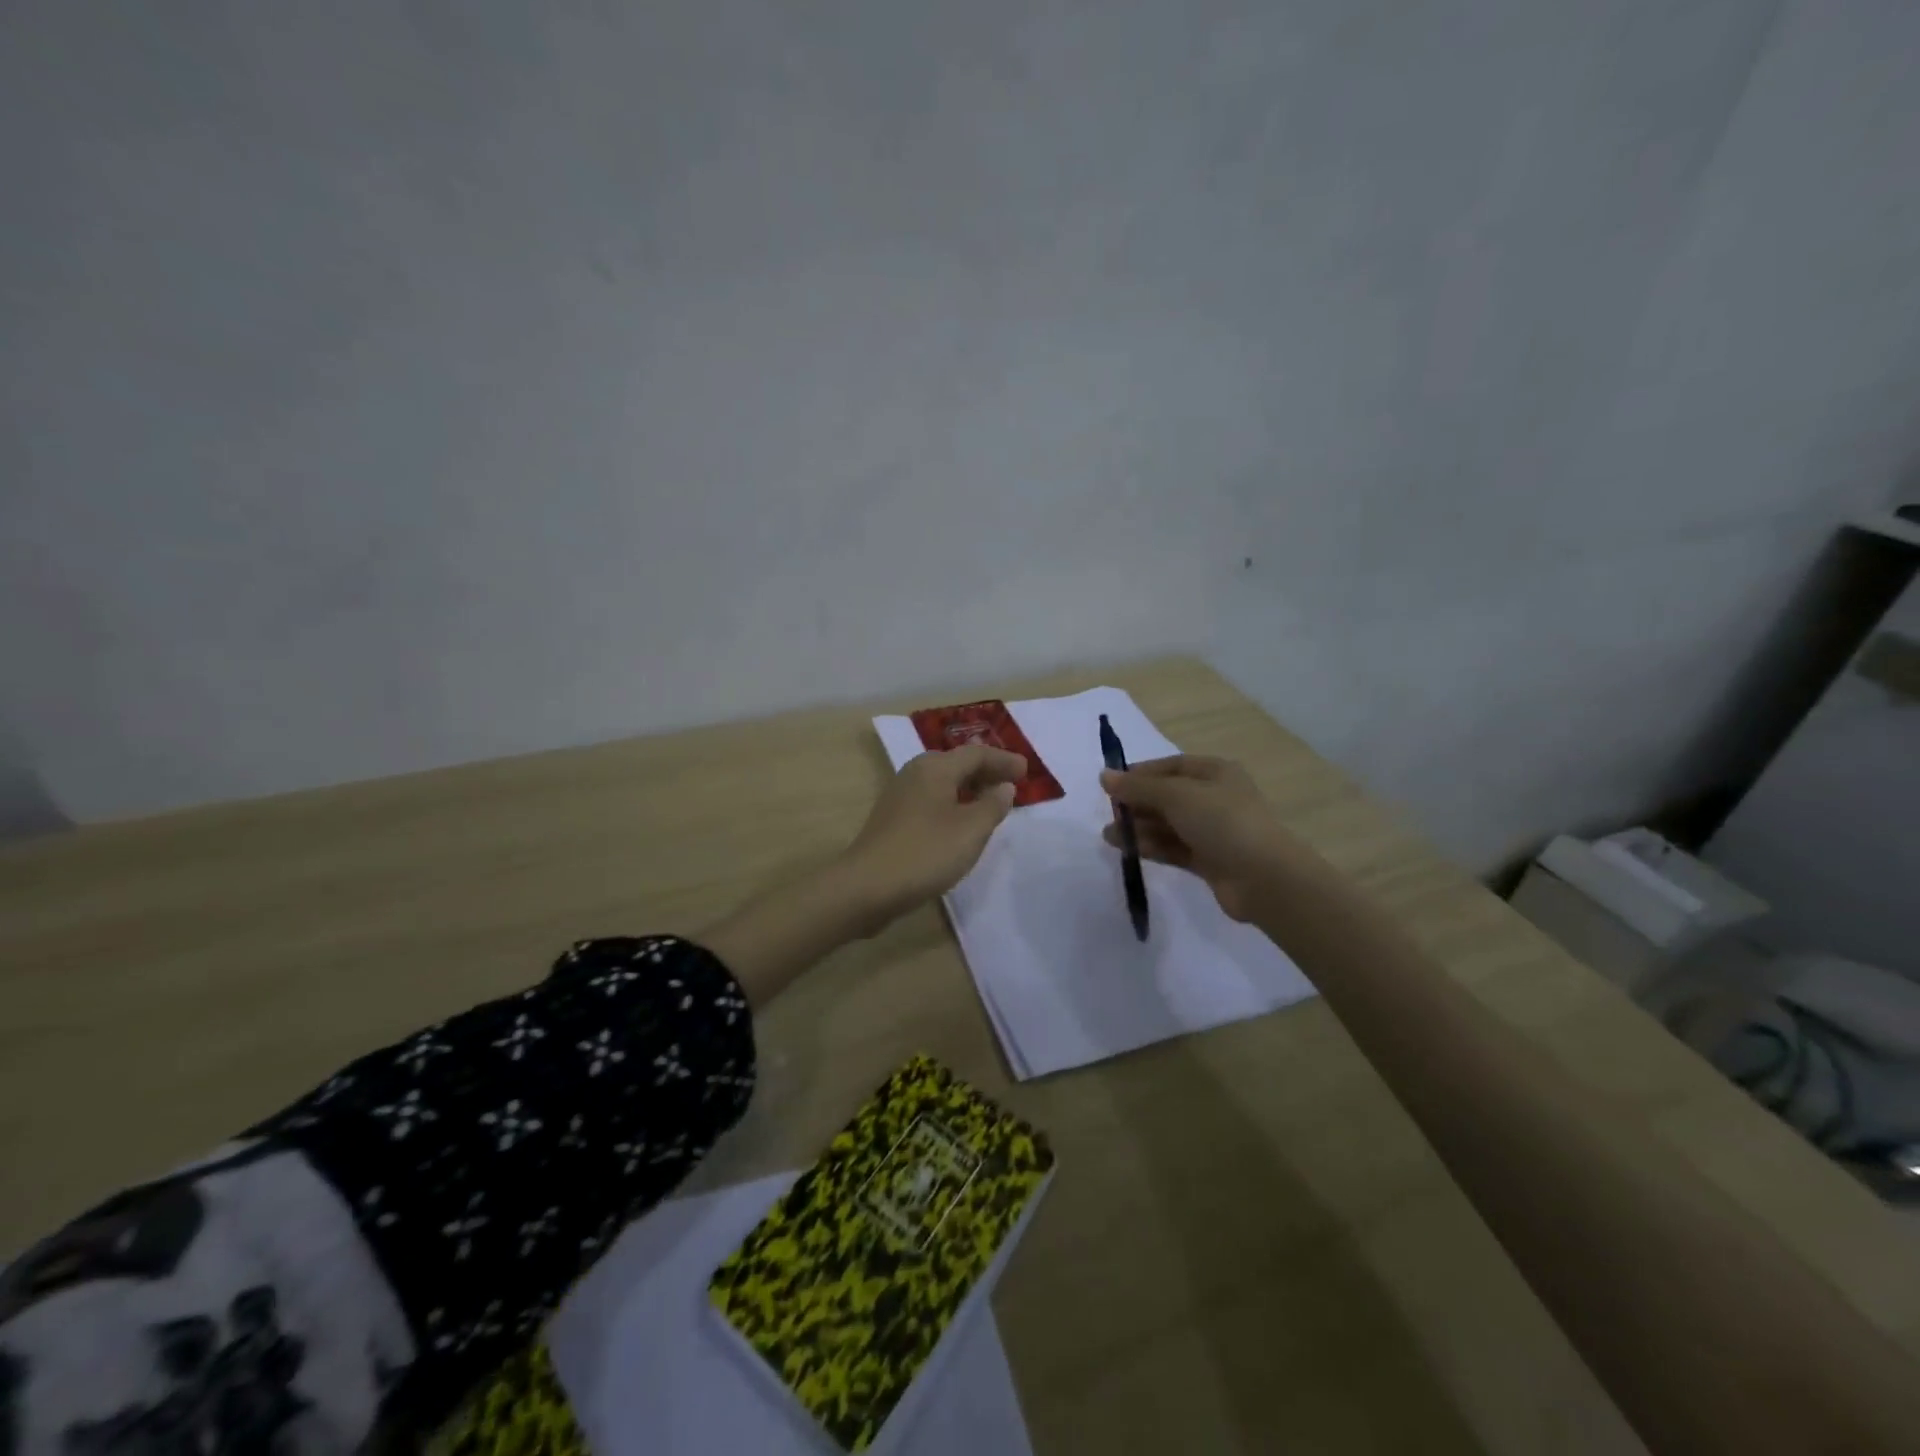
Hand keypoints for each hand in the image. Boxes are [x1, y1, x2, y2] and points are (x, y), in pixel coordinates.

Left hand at [842, 744, 1026, 922]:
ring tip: (991, 804)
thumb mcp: (970, 830)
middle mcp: (915, 773)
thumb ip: (992, 805)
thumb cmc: (925, 853)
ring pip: (942, 782)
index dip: (1004, 760)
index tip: (1027, 772)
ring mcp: (900, 796)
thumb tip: (1003, 787)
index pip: (976, 754)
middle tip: (1011, 785)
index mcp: (935, 768)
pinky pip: (931, 800)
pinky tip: (960, 825)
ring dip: (969, 789)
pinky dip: (953, 804)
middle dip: (986, 771)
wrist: (866, 887)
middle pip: (957, 763)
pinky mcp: (892, 819)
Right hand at [1100, 755, 1296, 921]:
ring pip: (1168, 824)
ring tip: (1109, 836)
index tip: (1110, 785)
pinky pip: (1174, 848)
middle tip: (1108, 814)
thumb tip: (1104, 776)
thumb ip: (1138, 787)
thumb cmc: (1222, 822)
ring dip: (1139, 828)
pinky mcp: (1209, 860)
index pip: (1171, 767)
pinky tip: (1128, 849)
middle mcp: (1215, 798)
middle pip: (1167, 796)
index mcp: (1215, 772)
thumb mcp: (1176, 796)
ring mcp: (1213, 831)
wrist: (1264, 878)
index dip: (1140, 774)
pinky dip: (1152, 847)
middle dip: (1136, 804)